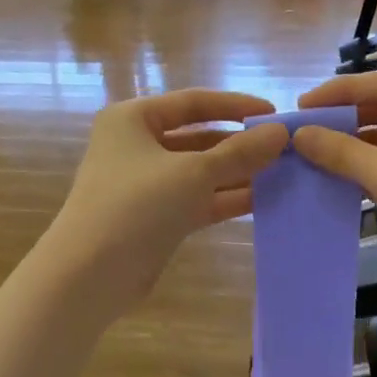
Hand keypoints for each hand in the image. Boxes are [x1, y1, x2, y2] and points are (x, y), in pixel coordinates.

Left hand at [44, 89, 288, 313]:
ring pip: (200, 173)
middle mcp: (137, 147)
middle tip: (285, 150)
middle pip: (198, 139)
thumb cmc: (136, 206)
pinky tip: (263, 201)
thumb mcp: (193, 173)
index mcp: (134, 119)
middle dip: (240, 145)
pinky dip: (225, 200)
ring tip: (283, 176)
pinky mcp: (156, 219)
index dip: (235, 106)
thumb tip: (282, 132)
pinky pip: (197, 201)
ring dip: (238, 175)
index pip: (193, 102)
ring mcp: (147, 186)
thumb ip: (240, 153)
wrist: (91, 273)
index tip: (275, 114)